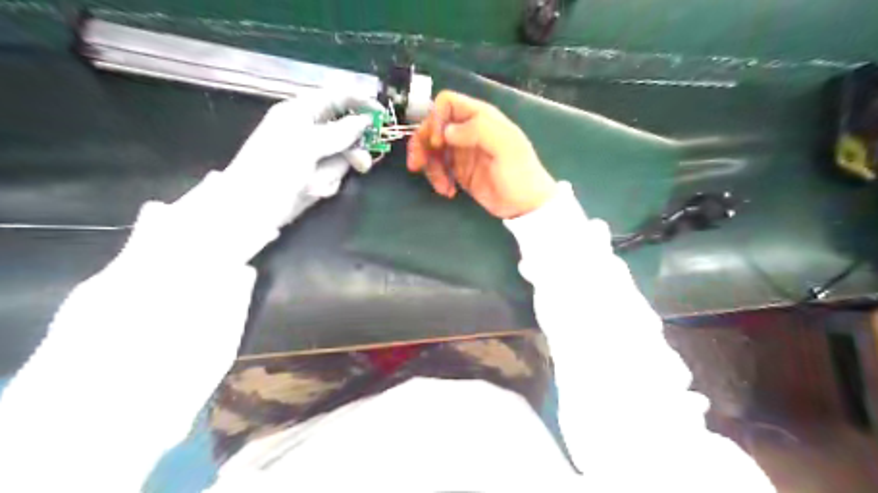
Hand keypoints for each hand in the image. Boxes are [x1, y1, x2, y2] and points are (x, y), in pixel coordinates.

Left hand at [218, 90, 383, 226]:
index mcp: (300, 112)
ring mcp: (313, 155)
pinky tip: (310, 190)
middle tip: (363, 163)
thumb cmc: (275, 167)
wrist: (252, 208)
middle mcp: (309, 131)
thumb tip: (365, 121)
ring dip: (333, 171)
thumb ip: (340, 132)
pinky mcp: (315, 176)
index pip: (336, 97)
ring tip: (317, 183)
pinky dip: (326, 183)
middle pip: (346, 130)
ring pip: (344, 156)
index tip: (382, 114)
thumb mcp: (307, 144)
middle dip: (353, 148)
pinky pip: (335, 175)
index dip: (359, 102)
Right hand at [406, 89, 554, 218]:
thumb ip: (479, 130)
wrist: (525, 206)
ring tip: (441, 186)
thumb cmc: (519, 173)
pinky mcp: (459, 172)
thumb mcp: (506, 147)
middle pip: (433, 126)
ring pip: (431, 149)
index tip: (437, 143)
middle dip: (422, 144)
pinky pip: (438, 168)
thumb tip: (446, 131)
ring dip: (429, 167)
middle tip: (418, 165)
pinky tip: (448, 191)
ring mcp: (462, 152)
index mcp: (480, 117)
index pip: (447, 103)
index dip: (436, 119)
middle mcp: (467, 131)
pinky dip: (437, 179)